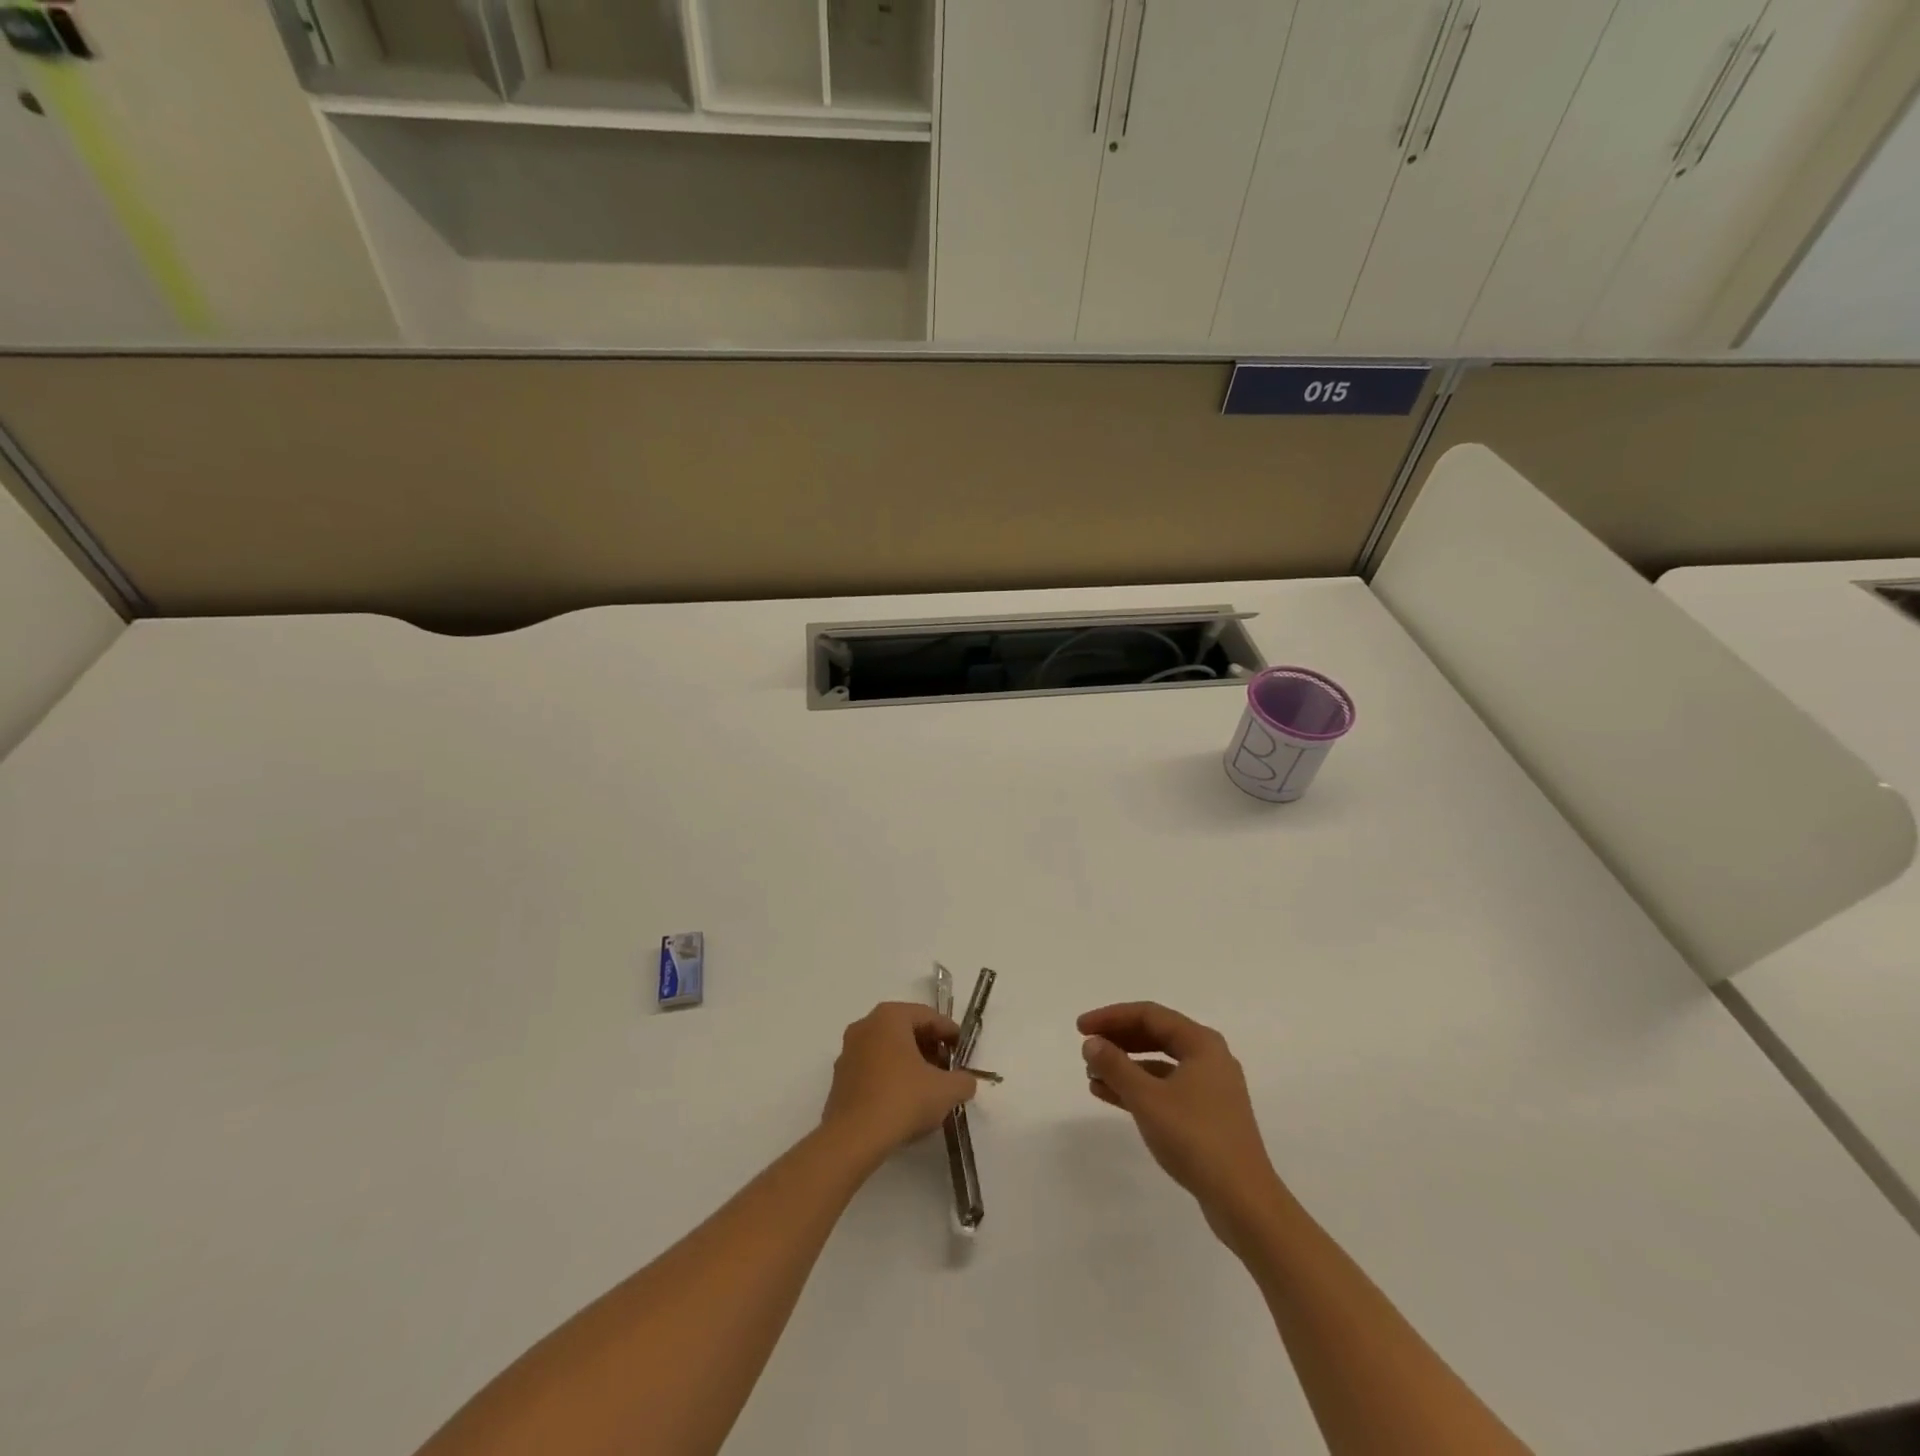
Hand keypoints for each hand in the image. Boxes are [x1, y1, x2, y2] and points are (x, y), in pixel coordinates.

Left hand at [821, 1002, 977, 1160]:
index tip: (963, 1050)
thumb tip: (965, 1081)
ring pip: (887, 1049)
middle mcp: (865, 1026)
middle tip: (947, 1068)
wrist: (854, 1138)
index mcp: (889, 1017)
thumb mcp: (946, 1090)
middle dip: (929, 1047)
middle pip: (905, 1030)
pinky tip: (904, 1101)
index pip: (927, 1016)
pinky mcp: (840, 1079)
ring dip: (910, 1063)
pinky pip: (873, 1068)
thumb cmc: (903, 1100)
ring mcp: (848, 1052)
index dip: (949, 1032)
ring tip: (929, 1087)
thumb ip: (963, 1080)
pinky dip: (891, 1076)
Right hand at [1080, 1002, 1284, 1241]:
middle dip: (1118, 1040)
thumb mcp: (1147, 1098)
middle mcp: (1208, 1058)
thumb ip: (1116, 1066)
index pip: (1149, 1014)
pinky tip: (1109, 1095)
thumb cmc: (1195, 1138)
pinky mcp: (1206, 1115)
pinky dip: (1138, 1088)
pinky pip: (1165, 1088)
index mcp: (1201, 1043)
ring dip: (1125, 1066)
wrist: (1243, 1201)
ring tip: (1091, 1074)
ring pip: (1159, 1063)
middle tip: (1086, 1047)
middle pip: (1155, 1035)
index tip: (1080, 1028)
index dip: (1111, 1017)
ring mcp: (1210, 1088)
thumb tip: (1091, 1042)